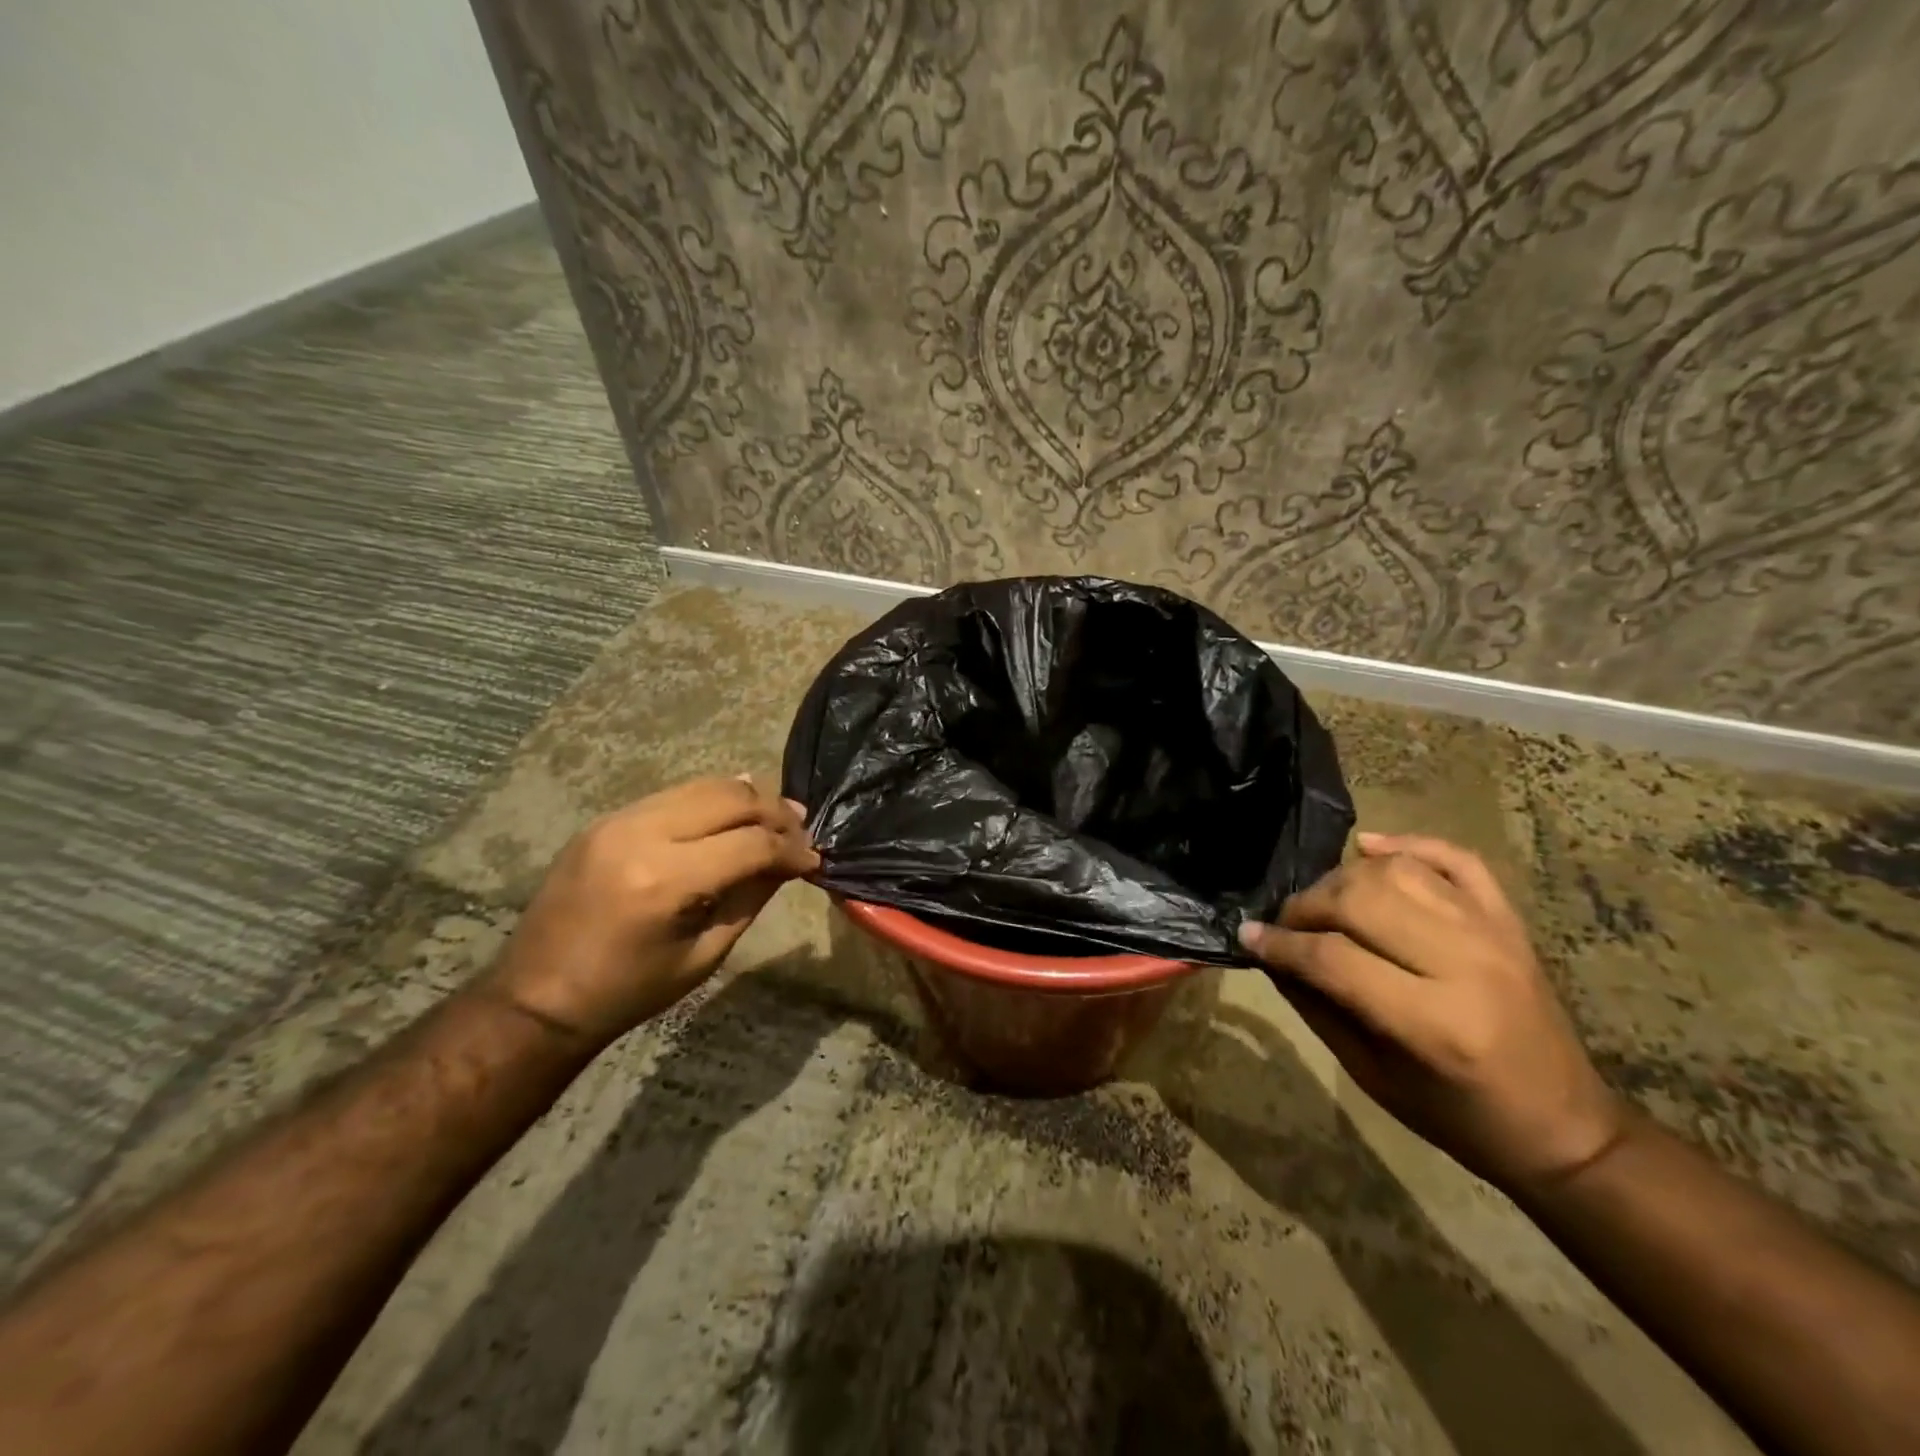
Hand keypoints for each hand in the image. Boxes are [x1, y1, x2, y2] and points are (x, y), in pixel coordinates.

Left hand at [481, 776, 818, 1044]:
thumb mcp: (704, 955)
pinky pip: (673, 795)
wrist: (537, 998)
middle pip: (731, 798)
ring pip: (703, 786)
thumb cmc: (628, 991)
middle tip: (801, 831)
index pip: (751, 843)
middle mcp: (641, 834)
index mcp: (665, 881)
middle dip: (775, 812)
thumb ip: (752, 898)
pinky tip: (731, 816)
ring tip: (775, 818)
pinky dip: (711, 801)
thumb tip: (792, 862)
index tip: (814, 860)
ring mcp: (618, 820)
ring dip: (746, 799)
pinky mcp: (606, 819)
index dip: (792, 849)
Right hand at [1240, 832, 1624, 1192]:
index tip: (1248, 937)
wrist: (1564, 1127)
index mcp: (1435, 1023)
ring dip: (1344, 878)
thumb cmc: (1460, 1116)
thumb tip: (1271, 956)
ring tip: (1325, 903)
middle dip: (1306, 906)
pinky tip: (1370, 849)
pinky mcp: (1510, 920)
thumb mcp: (1373, 1076)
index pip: (1333, 958)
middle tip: (1285, 925)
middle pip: (1361, 900)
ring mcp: (1493, 935)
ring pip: (1399, 871)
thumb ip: (1318, 1008)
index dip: (1280, 944)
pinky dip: (1408, 844)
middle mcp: (1466, 965)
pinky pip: (1456, 858)